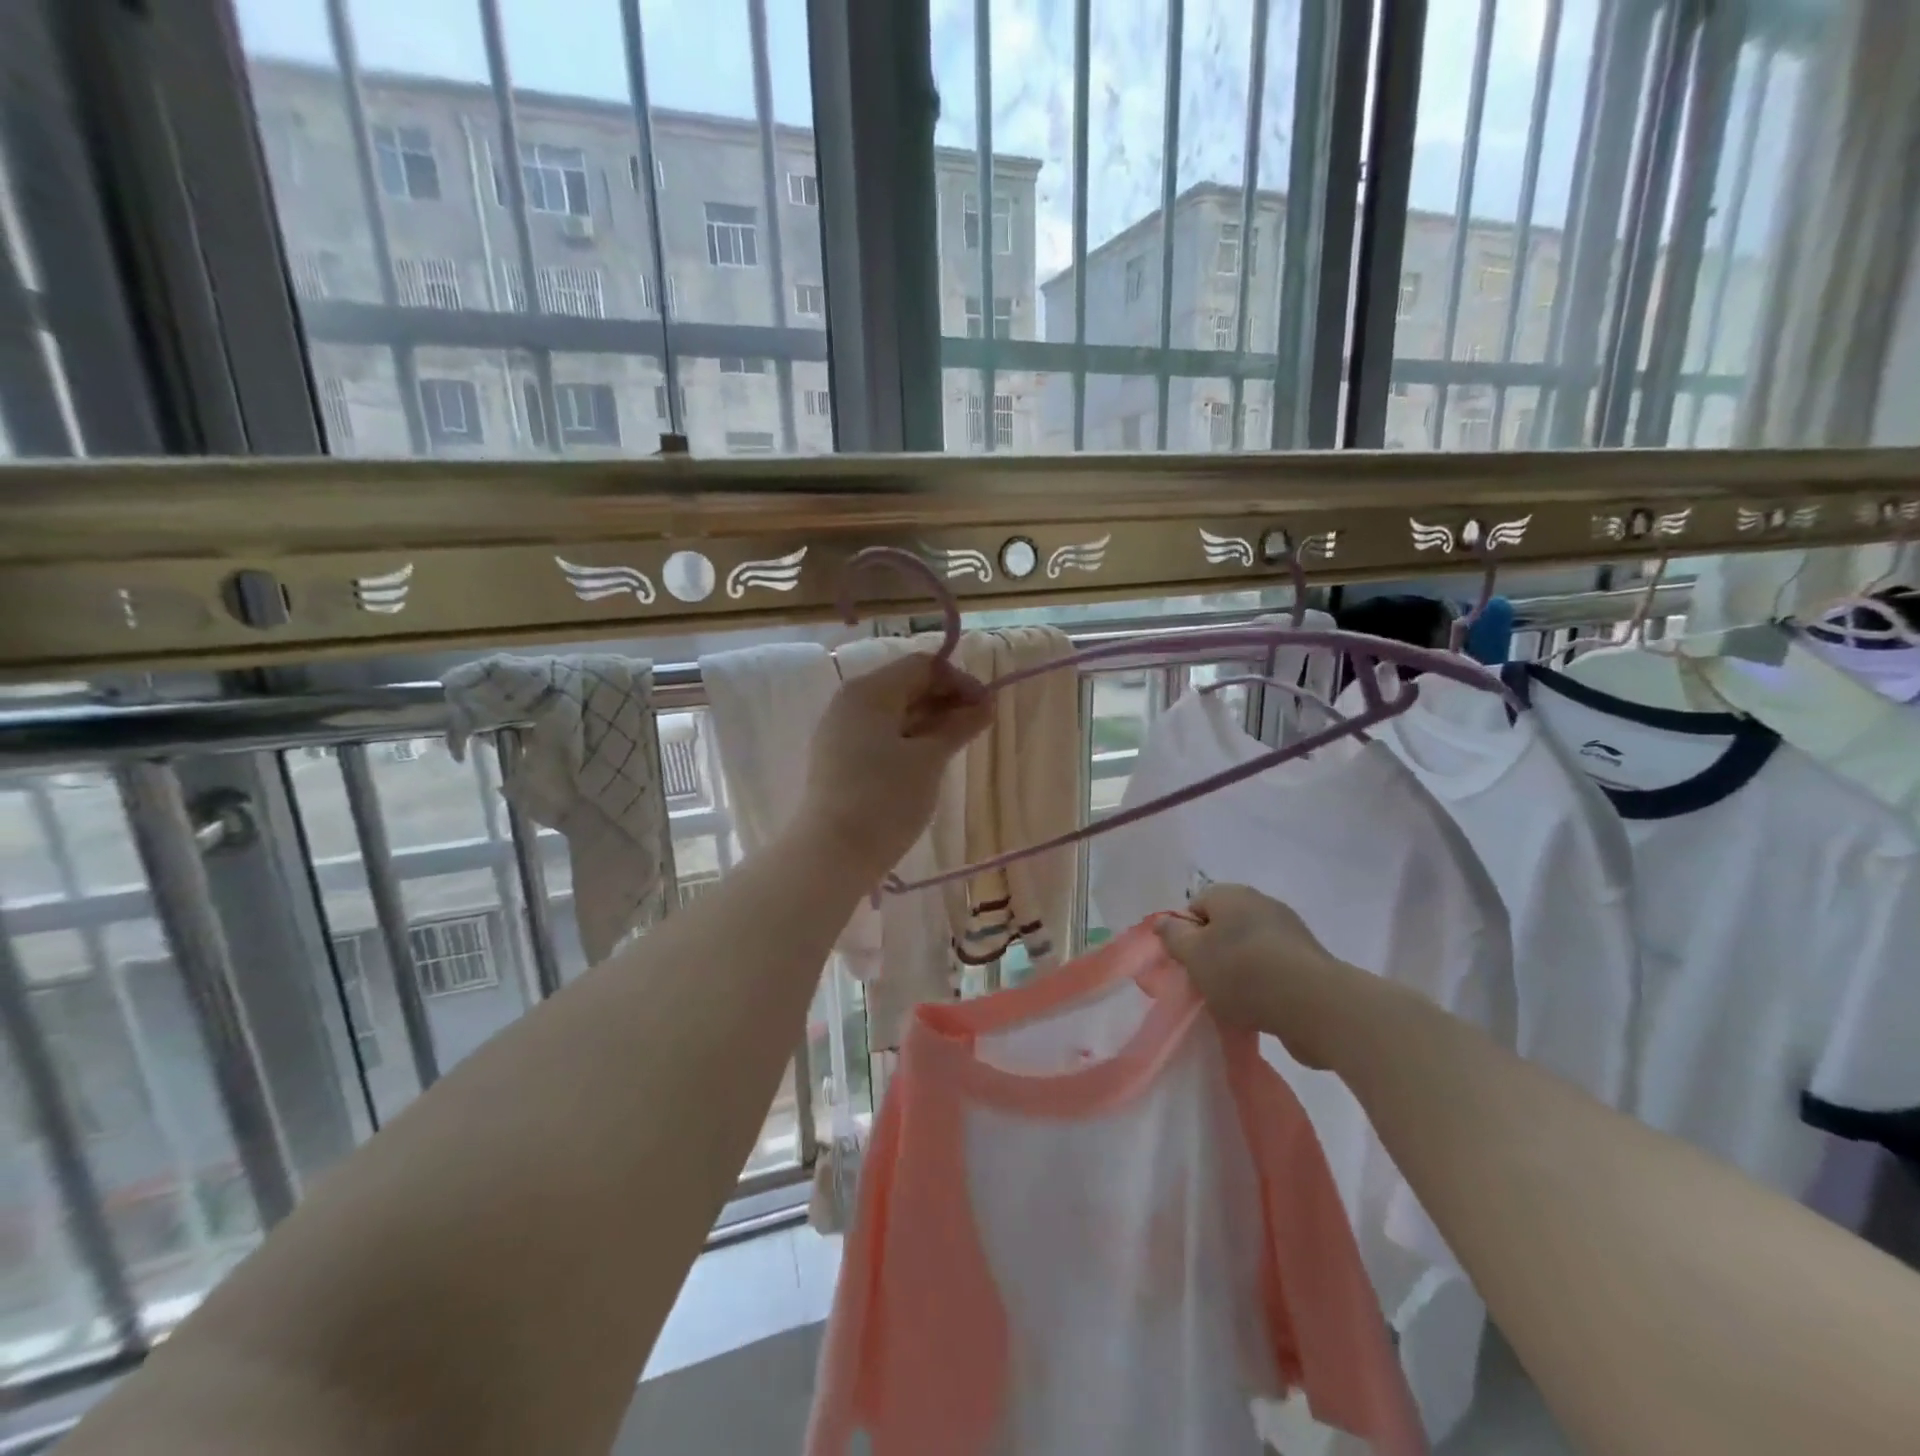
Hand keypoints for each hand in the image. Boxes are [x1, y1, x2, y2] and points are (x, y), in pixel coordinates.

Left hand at [799, 652, 992, 877]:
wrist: (833, 853)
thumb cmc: (886, 799)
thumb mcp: (930, 760)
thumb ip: (959, 726)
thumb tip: (986, 704)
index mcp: (869, 690)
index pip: (922, 666)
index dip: (959, 681)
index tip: (987, 708)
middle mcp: (850, 701)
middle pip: (906, 685)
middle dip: (945, 700)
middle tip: (978, 726)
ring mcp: (840, 729)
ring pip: (893, 711)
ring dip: (929, 720)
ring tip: (959, 743)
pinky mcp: (838, 756)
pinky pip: (879, 733)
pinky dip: (908, 737)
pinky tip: (929, 758)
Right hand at [1155, 884, 1380, 1069]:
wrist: (1315, 1005)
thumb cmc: (1243, 973)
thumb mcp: (1194, 956)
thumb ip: (1173, 937)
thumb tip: (1163, 921)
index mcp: (1231, 894)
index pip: (1196, 905)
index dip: (1185, 934)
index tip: (1186, 962)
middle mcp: (1261, 903)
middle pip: (1223, 926)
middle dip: (1212, 953)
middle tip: (1205, 982)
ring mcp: (1289, 931)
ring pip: (1249, 948)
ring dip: (1239, 971)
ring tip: (1233, 1001)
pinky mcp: (1308, 960)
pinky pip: (1274, 968)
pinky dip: (1264, 984)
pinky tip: (1260, 1008)